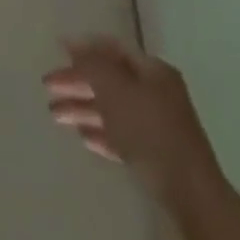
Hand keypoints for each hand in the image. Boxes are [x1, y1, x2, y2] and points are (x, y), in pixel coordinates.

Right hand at [44, 37, 224, 206]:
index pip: (112, 49)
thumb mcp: (114, 89)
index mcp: (152, 71)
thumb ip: (90, 64)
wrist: (191, 196)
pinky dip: (102, 133)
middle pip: (110, 80)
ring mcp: (158, 126)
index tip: (57, 52)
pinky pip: (123, 136)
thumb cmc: (149, 131)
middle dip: (78, 82)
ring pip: (113, 109)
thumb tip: (71, 42)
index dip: (84, 48)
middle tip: (48, 87)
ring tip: (55, 114)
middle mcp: (156, 93)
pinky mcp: (157, 156)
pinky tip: (83, 137)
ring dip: (83, 108)